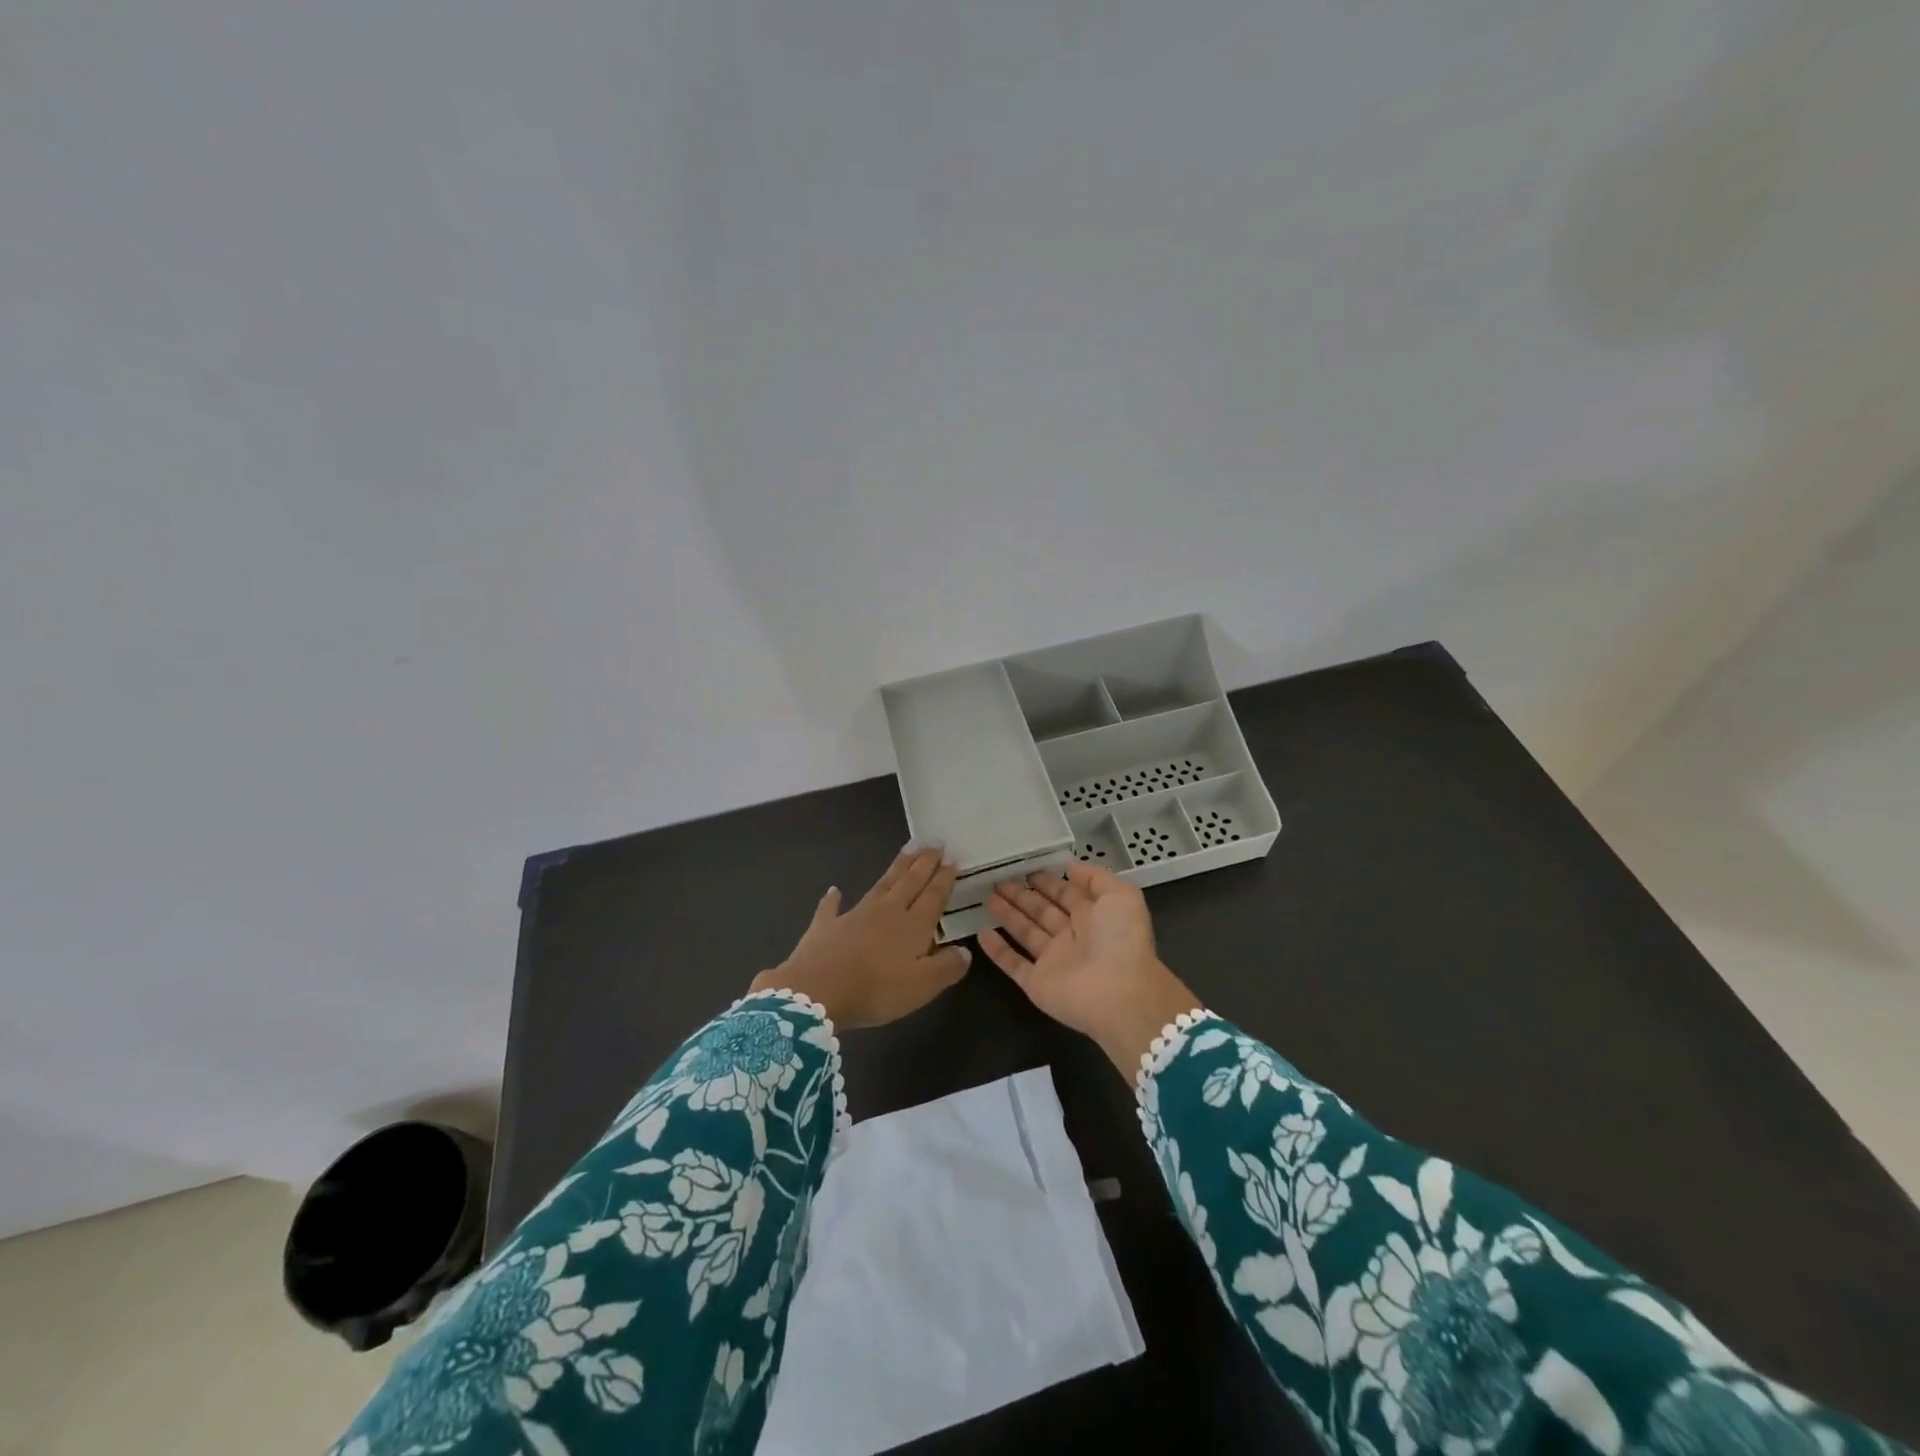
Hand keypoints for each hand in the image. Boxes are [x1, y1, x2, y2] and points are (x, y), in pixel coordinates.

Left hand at [750, 846, 971, 1029]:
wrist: (817, 991)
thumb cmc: (876, 990)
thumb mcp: (922, 986)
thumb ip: (947, 967)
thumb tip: (965, 950)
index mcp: (913, 926)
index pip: (933, 896)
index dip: (944, 878)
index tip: (953, 859)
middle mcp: (887, 912)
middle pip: (910, 882)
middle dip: (924, 863)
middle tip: (935, 843)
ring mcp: (854, 915)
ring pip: (881, 885)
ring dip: (896, 868)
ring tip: (908, 850)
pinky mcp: (826, 926)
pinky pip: (831, 908)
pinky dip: (833, 899)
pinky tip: (834, 890)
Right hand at [979, 862, 1200, 1075]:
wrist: (1119, 994)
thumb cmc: (1121, 940)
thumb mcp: (1121, 896)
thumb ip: (1096, 877)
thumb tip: (1070, 866)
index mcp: (1094, 917)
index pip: (1066, 894)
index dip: (1049, 882)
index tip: (1027, 869)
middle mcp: (1073, 937)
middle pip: (1042, 911)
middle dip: (1023, 895)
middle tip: (999, 880)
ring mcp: (1053, 961)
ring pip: (1025, 932)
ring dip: (1007, 914)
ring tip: (987, 896)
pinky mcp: (1036, 982)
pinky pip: (1013, 963)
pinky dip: (997, 950)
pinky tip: (981, 932)